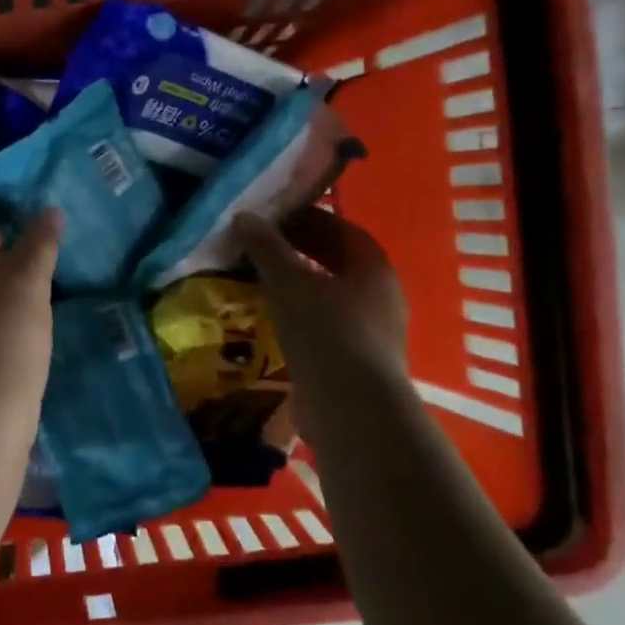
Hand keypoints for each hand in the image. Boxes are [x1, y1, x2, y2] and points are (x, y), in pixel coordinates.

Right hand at [236, 206, 407, 385]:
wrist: (351, 408)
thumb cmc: (326, 333)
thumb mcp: (289, 283)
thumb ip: (267, 249)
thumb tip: (245, 217)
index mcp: (373, 267)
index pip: (339, 230)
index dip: (305, 219)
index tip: (270, 219)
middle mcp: (379, 295)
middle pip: (335, 262)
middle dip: (298, 252)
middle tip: (257, 249)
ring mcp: (370, 331)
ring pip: (328, 295)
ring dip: (295, 286)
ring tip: (256, 283)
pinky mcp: (354, 360)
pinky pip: (323, 325)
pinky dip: (297, 316)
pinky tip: (268, 321)